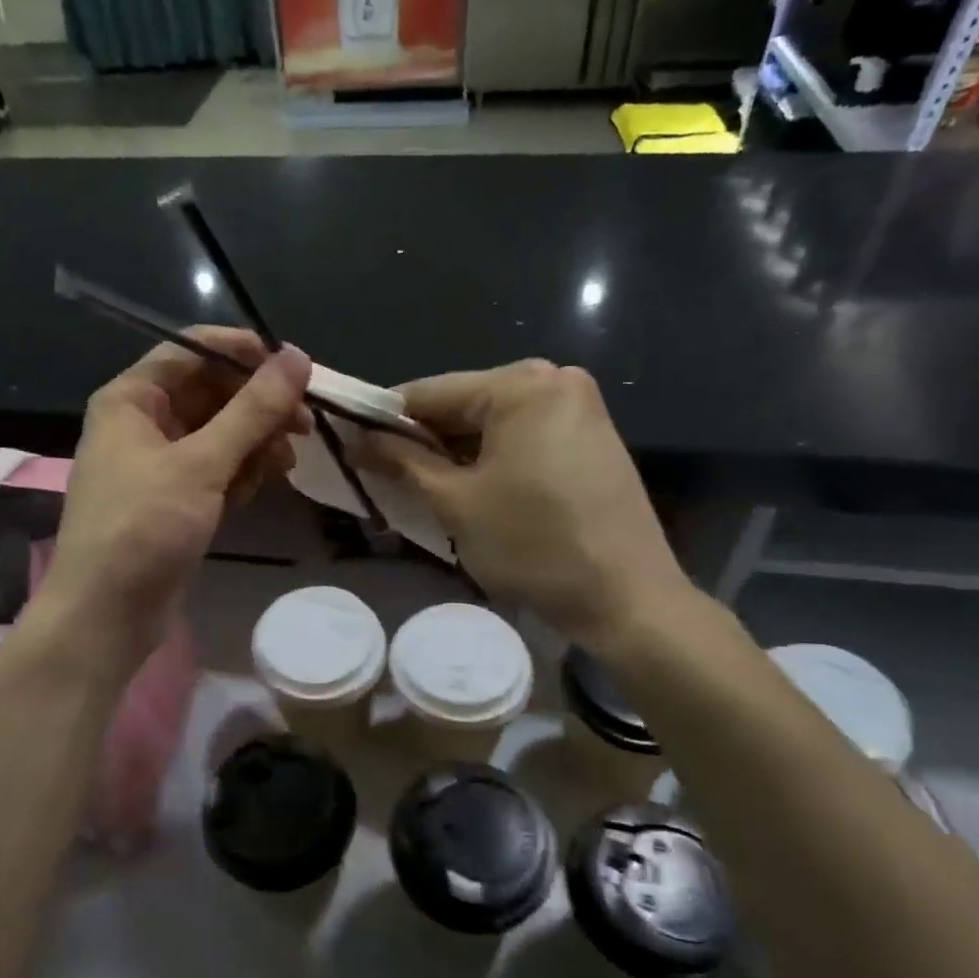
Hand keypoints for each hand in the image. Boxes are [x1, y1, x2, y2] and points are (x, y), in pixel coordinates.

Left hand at [37, 329, 311, 663]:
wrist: (106, 614)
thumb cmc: (143, 526)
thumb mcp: (201, 463)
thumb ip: (252, 410)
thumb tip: (297, 356)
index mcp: (133, 399)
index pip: (192, 351)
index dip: (244, 353)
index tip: (294, 367)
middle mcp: (143, 423)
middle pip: (211, 393)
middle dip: (257, 405)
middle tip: (305, 422)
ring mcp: (160, 464)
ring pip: (220, 434)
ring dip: (256, 442)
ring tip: (286, 461)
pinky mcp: (176, 499)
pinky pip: (217, 469)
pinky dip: (242, 472)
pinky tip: (264, 484)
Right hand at [361, 360, 692, 645]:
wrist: (627, 598)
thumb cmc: (533, 545)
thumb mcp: (455, 502)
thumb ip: (402, 462)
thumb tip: (358, 441)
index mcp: (521, 384)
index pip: (430, 392)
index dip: (384, 420)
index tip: (351, 445)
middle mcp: (555, 379)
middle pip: (465, 404)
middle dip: (424, 439)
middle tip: (384, 474)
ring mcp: (580, 408)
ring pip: (494, 423)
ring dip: (456, 452)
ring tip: (421, 486)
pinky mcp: (593, 437)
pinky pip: (524, 437)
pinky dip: (492, 458)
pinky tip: (472, 489)